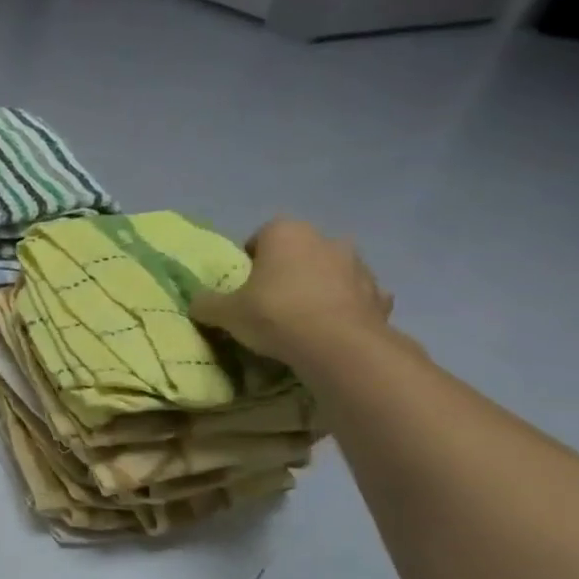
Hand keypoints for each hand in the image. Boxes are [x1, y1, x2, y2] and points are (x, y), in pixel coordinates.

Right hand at [190, 218, 393, 364]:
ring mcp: (359, 266)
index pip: (262, 236)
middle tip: (269, 301)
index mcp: (286, 233)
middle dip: (287, 270)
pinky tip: (329, 329)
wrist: (338, 345)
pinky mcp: (380, 295)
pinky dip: (345, 308)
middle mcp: (326, 240)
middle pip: (300, 252)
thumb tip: (198, 303)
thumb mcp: (224, 312)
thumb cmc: (274, 314)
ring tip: (301, 319)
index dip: (250, 259)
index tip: (243, 285)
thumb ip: (207, 304)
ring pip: (331, 272)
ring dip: (318, 287)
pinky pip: (356, 297)